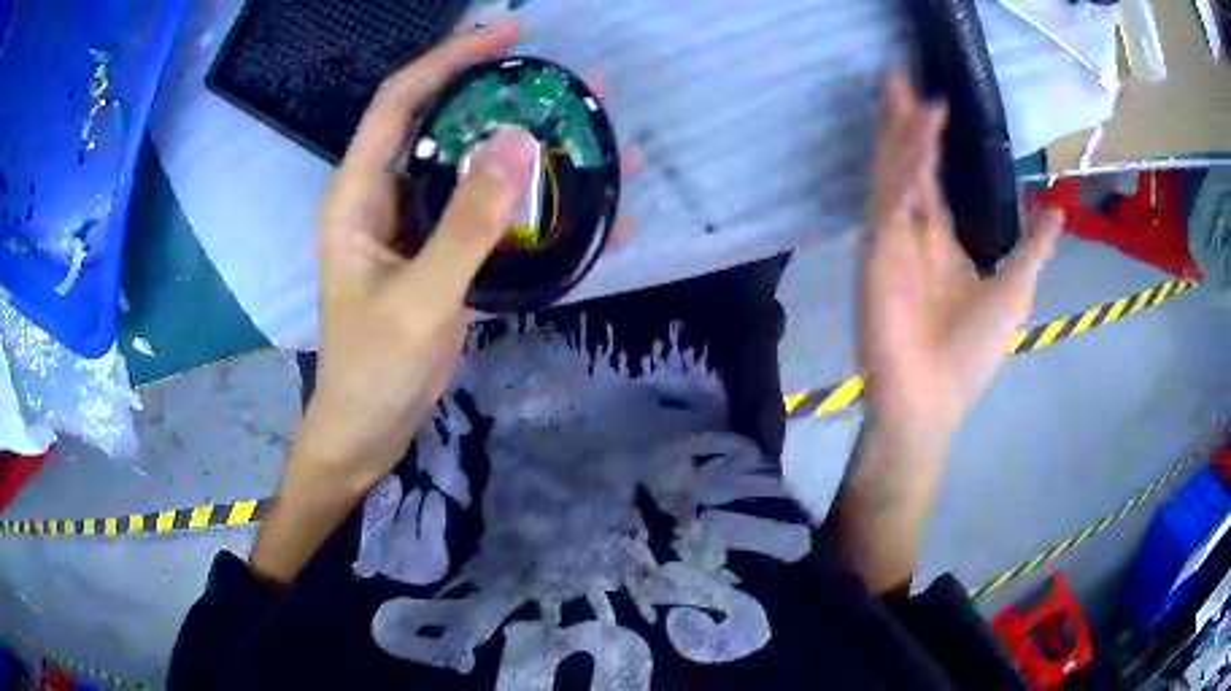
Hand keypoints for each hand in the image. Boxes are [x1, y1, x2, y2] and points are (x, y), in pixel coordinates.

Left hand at [253, 25, 534, 583]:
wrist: (368, 429)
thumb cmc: (373, 370)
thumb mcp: (420, 300)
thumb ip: (467, 225)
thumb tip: (521, 145)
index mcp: (359, 195)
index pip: (399, 102)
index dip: (448, 60)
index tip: (505, 36)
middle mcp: (386, 197)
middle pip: (441, 125)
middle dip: (498, 96)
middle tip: (562, 82)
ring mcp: (416, 226)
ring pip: (471, 169)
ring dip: (526, 150)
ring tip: (588, 133)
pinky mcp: (441, 255)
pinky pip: (488, 214)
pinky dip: (531, 206)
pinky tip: (583, 209)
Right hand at [860, 70, 1062, 435]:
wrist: (931, 404)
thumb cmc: (970, 356)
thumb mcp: (1015, 291)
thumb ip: (1031, 247)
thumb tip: (1056, 211)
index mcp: (939, 242)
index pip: (929, 179)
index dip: (929, 140)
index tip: (931, 101)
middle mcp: (911, 232)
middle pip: (905, 164)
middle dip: (902, 121)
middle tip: (898, 75)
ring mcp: (891, 242)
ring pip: (895, 173)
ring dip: (902, 131)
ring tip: (906, 89)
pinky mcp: (878, 255)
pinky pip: (892, 201)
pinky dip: (906, 167)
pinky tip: (920, 134)